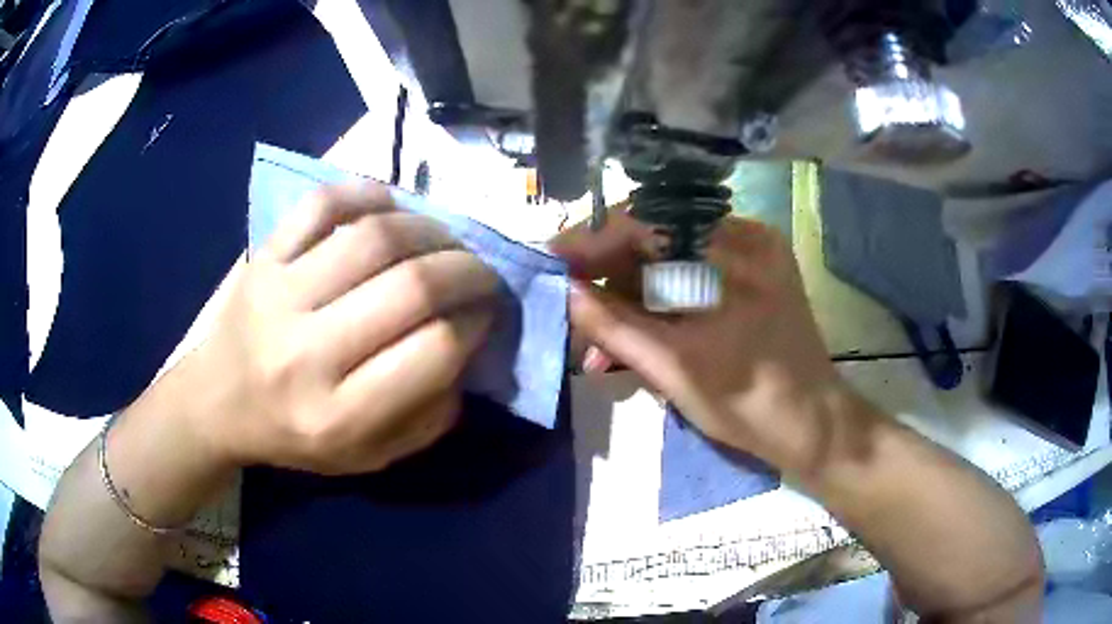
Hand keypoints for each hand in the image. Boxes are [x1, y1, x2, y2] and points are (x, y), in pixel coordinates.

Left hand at [188, 183, 498, 473]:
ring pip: (373, 237)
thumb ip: (428, 415)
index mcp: (338, 416)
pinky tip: (390, 207)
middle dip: (467, 271)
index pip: (433, 351)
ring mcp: (278, 295)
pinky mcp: (262, 257)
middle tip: (481, 271)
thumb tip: (467, 344)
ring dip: (429, 229)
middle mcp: (306, 354)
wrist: (217, 403)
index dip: (475, 324)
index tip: (484, 314)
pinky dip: (366, 193)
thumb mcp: (369, 456)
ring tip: (444, 240)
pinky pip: (321, 204)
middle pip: (411, 287)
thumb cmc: (295, 435)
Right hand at [552, 210, 840, 465]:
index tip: (552, 263)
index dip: (592, 241)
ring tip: (602, 337)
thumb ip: (614, 326)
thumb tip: (564, 292)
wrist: (810, 424)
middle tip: (575, 306)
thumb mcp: (674, 368)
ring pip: (670, 256)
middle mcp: (745, 236)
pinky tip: (639, 330)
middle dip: (609, 274)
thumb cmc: (747, 405)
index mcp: (733, 253)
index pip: (645, 223)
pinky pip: (692, 271)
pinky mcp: (754, 271)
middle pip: (656, 236)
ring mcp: (753, 252)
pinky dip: (661, 297)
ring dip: (631, 292)